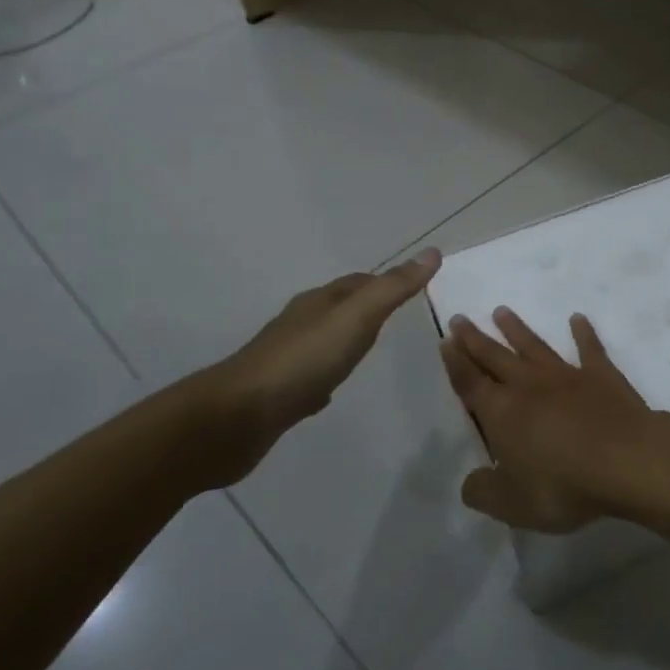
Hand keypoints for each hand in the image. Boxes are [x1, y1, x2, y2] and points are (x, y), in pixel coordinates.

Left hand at [190, 250, 440, 485]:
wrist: (237, 417)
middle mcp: (301, 323)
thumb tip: (431, 252)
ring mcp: (286, 357)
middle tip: (398, 318)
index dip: (386, 282)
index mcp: (320, 302)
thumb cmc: (303, 361)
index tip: (413, 288)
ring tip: (370, 351)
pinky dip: (327, 375)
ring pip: (325, 340)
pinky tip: (333, 391)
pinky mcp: (277, 393)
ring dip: (347, 341)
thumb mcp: (357, 318)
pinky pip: (310, 376)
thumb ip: (394, 288)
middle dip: (367, 308)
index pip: (358, 282)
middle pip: (340, 307)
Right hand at [441, 308, 658, 533]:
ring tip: (502, 311)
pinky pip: (589, 348)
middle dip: (476, 339)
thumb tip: (470, 482)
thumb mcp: (512, 504)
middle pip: (496, 357)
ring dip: (517, 329)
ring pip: (535, 346)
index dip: (456, 363)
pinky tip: (578, 318)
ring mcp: (567, 376)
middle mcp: (529, 385)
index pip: (471, 383)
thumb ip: (484, 492)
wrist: (625, 459)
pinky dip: (583, 332)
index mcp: (502, 412)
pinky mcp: (601, 375)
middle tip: (461, 318)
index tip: (446, 340)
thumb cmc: (563, 484)